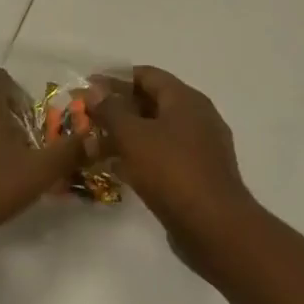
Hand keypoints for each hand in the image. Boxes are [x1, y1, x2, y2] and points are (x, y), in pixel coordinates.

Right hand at [90, 66, 256, 253]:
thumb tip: (95, 88)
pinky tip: (117, 170)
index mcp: (186, 99)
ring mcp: (201, 148)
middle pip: (152, 102)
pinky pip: (165, 156)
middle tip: (89, 118)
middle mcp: (197, 117)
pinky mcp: (199, 175)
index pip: (147, 75)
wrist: (214, 228)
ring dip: (127, 135)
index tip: (88, 88)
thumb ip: (111, 109)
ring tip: (96, 145)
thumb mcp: (133, 136)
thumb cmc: (171, 171)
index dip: (116, 78)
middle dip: (119, 109)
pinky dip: (141, 157)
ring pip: (157, 132)